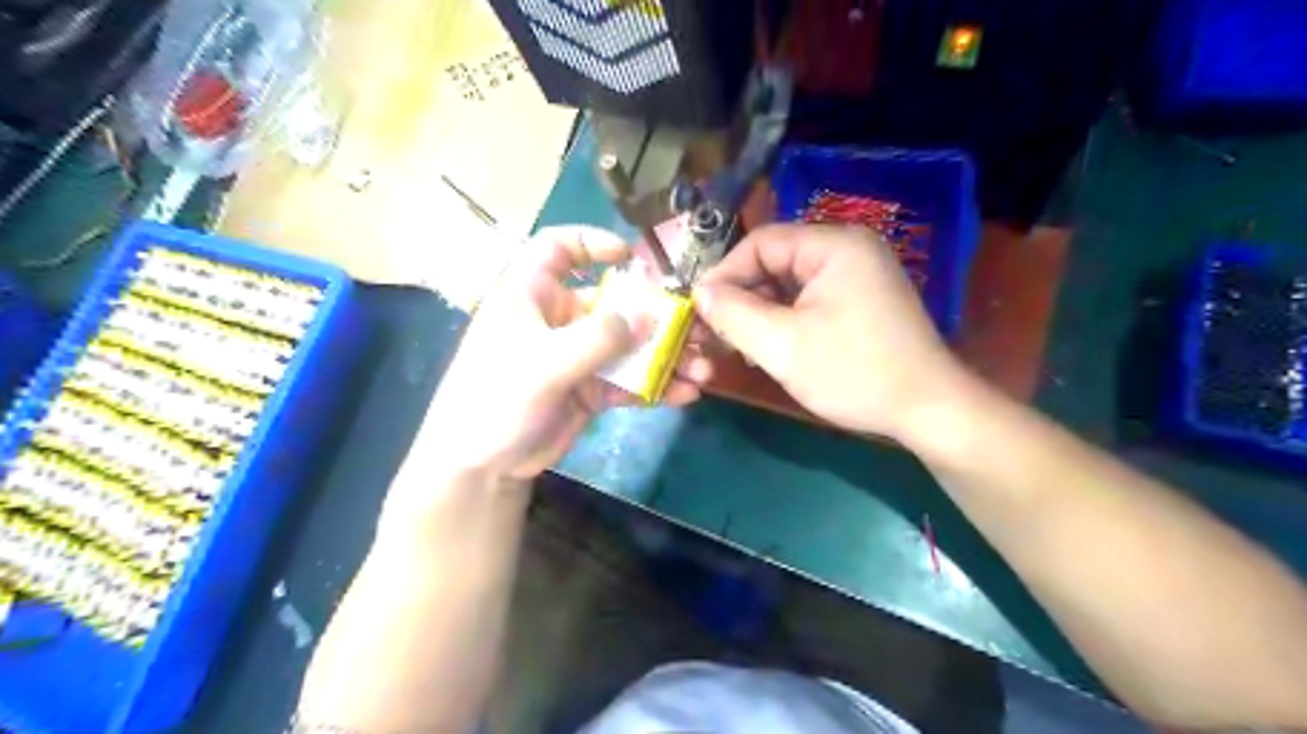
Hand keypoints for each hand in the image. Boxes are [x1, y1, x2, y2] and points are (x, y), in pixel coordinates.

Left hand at [420, 228, 712, 483]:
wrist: (482, 466)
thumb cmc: (496, 398)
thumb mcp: (544, 363)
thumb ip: (598, 338)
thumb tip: (649, 316)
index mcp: (531, 295)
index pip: (557, 249)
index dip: (591, 243)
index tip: (630, 257)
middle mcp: (558, 319)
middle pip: (613, 302)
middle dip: (656, 315)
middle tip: (697, 328)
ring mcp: (577, 356)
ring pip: (629, 345)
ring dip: (666, 356)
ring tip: (701, 370)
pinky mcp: (590, 390)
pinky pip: (629, 381)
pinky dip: (656, 386)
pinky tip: (685, 394)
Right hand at [699, 221, 961, 439]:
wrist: (927, 409)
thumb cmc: (854, 372)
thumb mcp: (783, 345)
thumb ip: (733, 314)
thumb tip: (700, 292)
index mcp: (834, 245)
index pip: (761, 243)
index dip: (724, 273)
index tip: (699, 309)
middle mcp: (848, 249)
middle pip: (775, 261)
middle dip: (743, 297)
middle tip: (718, 333)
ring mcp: (858, 274)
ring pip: (789, 283)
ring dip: (761, 312)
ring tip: (742, 346)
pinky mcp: (862, 299)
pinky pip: (809, 299)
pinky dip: (785, 319)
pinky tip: (773, 347)